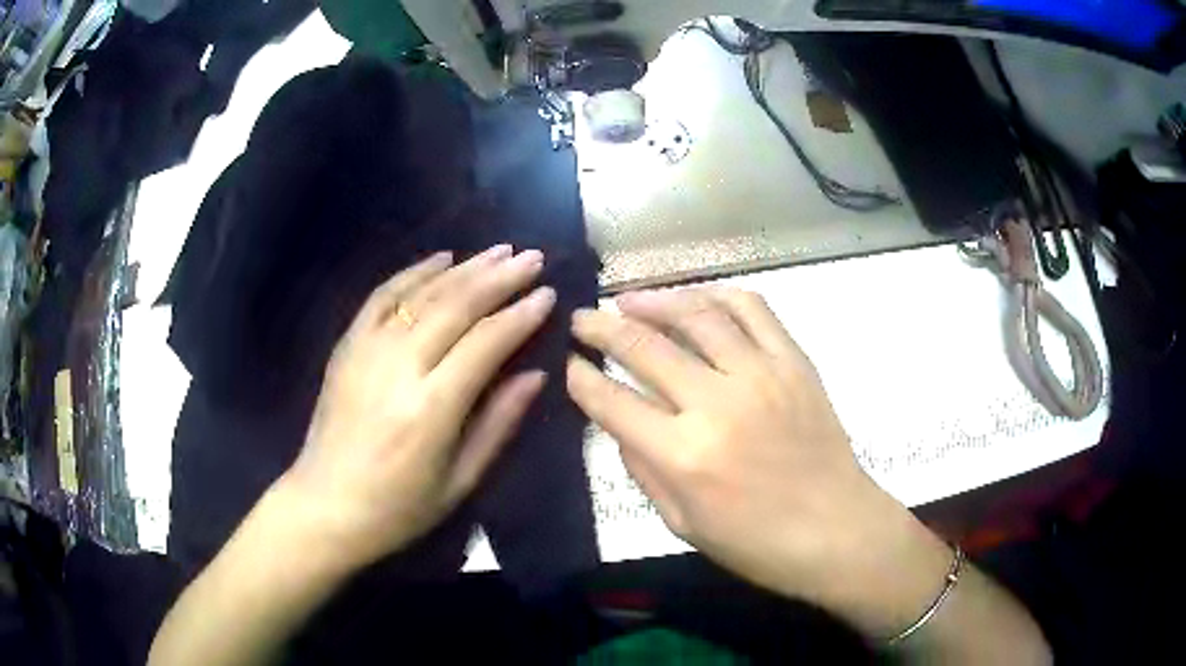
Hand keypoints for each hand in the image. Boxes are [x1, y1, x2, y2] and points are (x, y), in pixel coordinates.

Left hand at [279, 245, 555, 568]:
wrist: (325, 506)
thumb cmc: (399, 507)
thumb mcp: (460, 481)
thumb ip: (499, 423)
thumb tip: (536, 374)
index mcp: (431, 408)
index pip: (486, 343)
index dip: (520, 315)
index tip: (548, 294)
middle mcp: (399, 366)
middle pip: (456, 305)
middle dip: (499, 277)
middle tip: (532, 257)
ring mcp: (367, 350)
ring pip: (423, 293)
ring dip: (465, 268)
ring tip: (499, 251)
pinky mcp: (347, 345)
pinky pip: (382, 296)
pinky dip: (414, 272)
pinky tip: (441, 259)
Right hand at [566, 287, 951, 631]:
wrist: (835, 529)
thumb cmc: (755, 542)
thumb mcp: (681, 522)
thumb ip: (643, 468)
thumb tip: (620, 422)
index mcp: (683, 455)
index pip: (613, 402)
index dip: (582, 379)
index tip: (570, 364)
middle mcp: (717, 404)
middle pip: (645, 346)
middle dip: (601, 327)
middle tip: (583, 318)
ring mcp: (761, 374)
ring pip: (697, 314)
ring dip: (655, 300)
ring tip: (630, 299)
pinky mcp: (794, 362)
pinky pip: (752, 309)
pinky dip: (717, 295)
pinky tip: (696, 299)